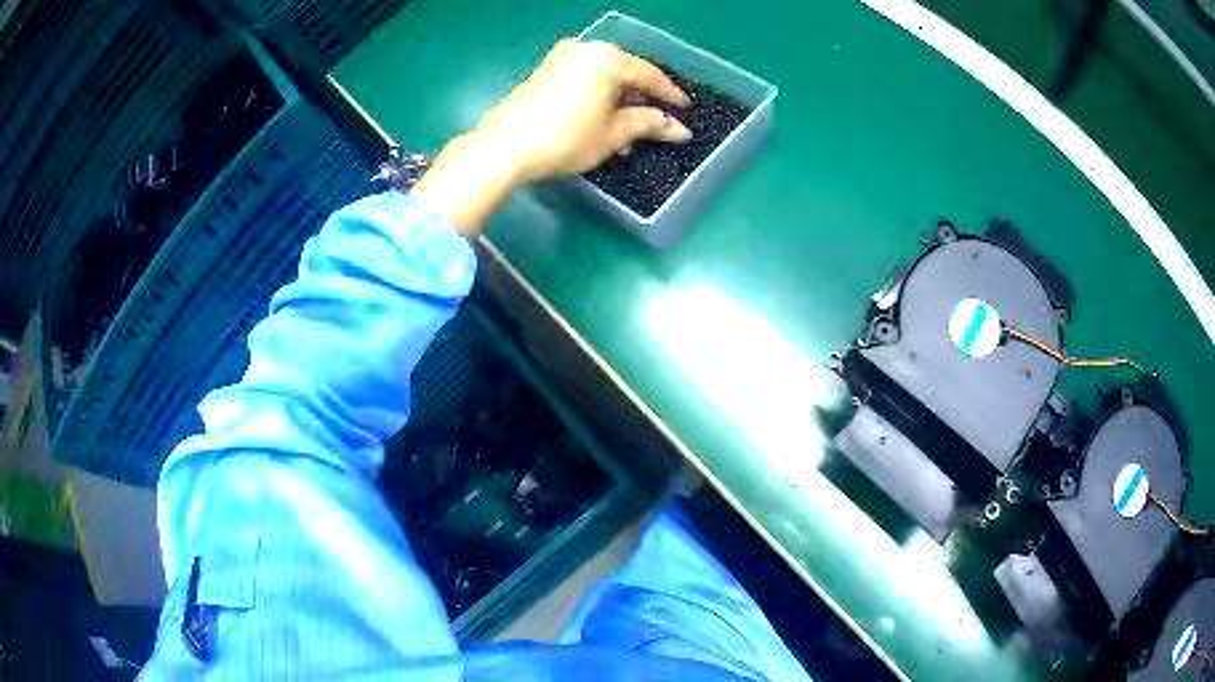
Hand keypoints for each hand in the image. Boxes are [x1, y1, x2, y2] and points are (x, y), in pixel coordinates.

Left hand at [477, 38, 691, 180]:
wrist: (505, 147)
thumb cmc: (566, 138)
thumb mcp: (613, 133)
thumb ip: (648, 124)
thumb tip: (678, 128)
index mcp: (607, 58)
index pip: (649, 75)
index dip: (670, 95)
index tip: (685, 110)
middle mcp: (585, 49)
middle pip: (625, 71)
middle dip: (642, 97)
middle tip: (658, 119)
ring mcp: (560, 57)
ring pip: (602, 75)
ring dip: (618, 99)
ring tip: (629, 127)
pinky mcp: (543, 70)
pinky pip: (582, 78)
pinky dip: (597, 94)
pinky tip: (601, 117)